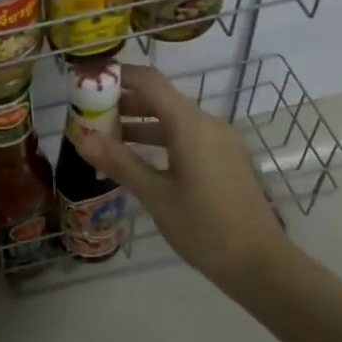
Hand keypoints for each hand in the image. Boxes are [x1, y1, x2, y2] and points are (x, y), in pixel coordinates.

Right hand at [73, 63, 290, 286]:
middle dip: (123, 102)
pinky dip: (159, 138)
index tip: (87, 83)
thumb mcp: (156, 196)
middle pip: (160, 98)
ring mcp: (220, 141)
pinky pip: (187, 135)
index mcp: (191, 125)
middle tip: (88, 115)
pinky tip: (138, 158)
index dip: (117, 76)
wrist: (261, 265)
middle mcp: (208, 123)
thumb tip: (81, 137)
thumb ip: (119, 162)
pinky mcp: (225, 158)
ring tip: (105, 137)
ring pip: (173, 118)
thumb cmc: (205, 228)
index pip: (149, 81)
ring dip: (139, 122)